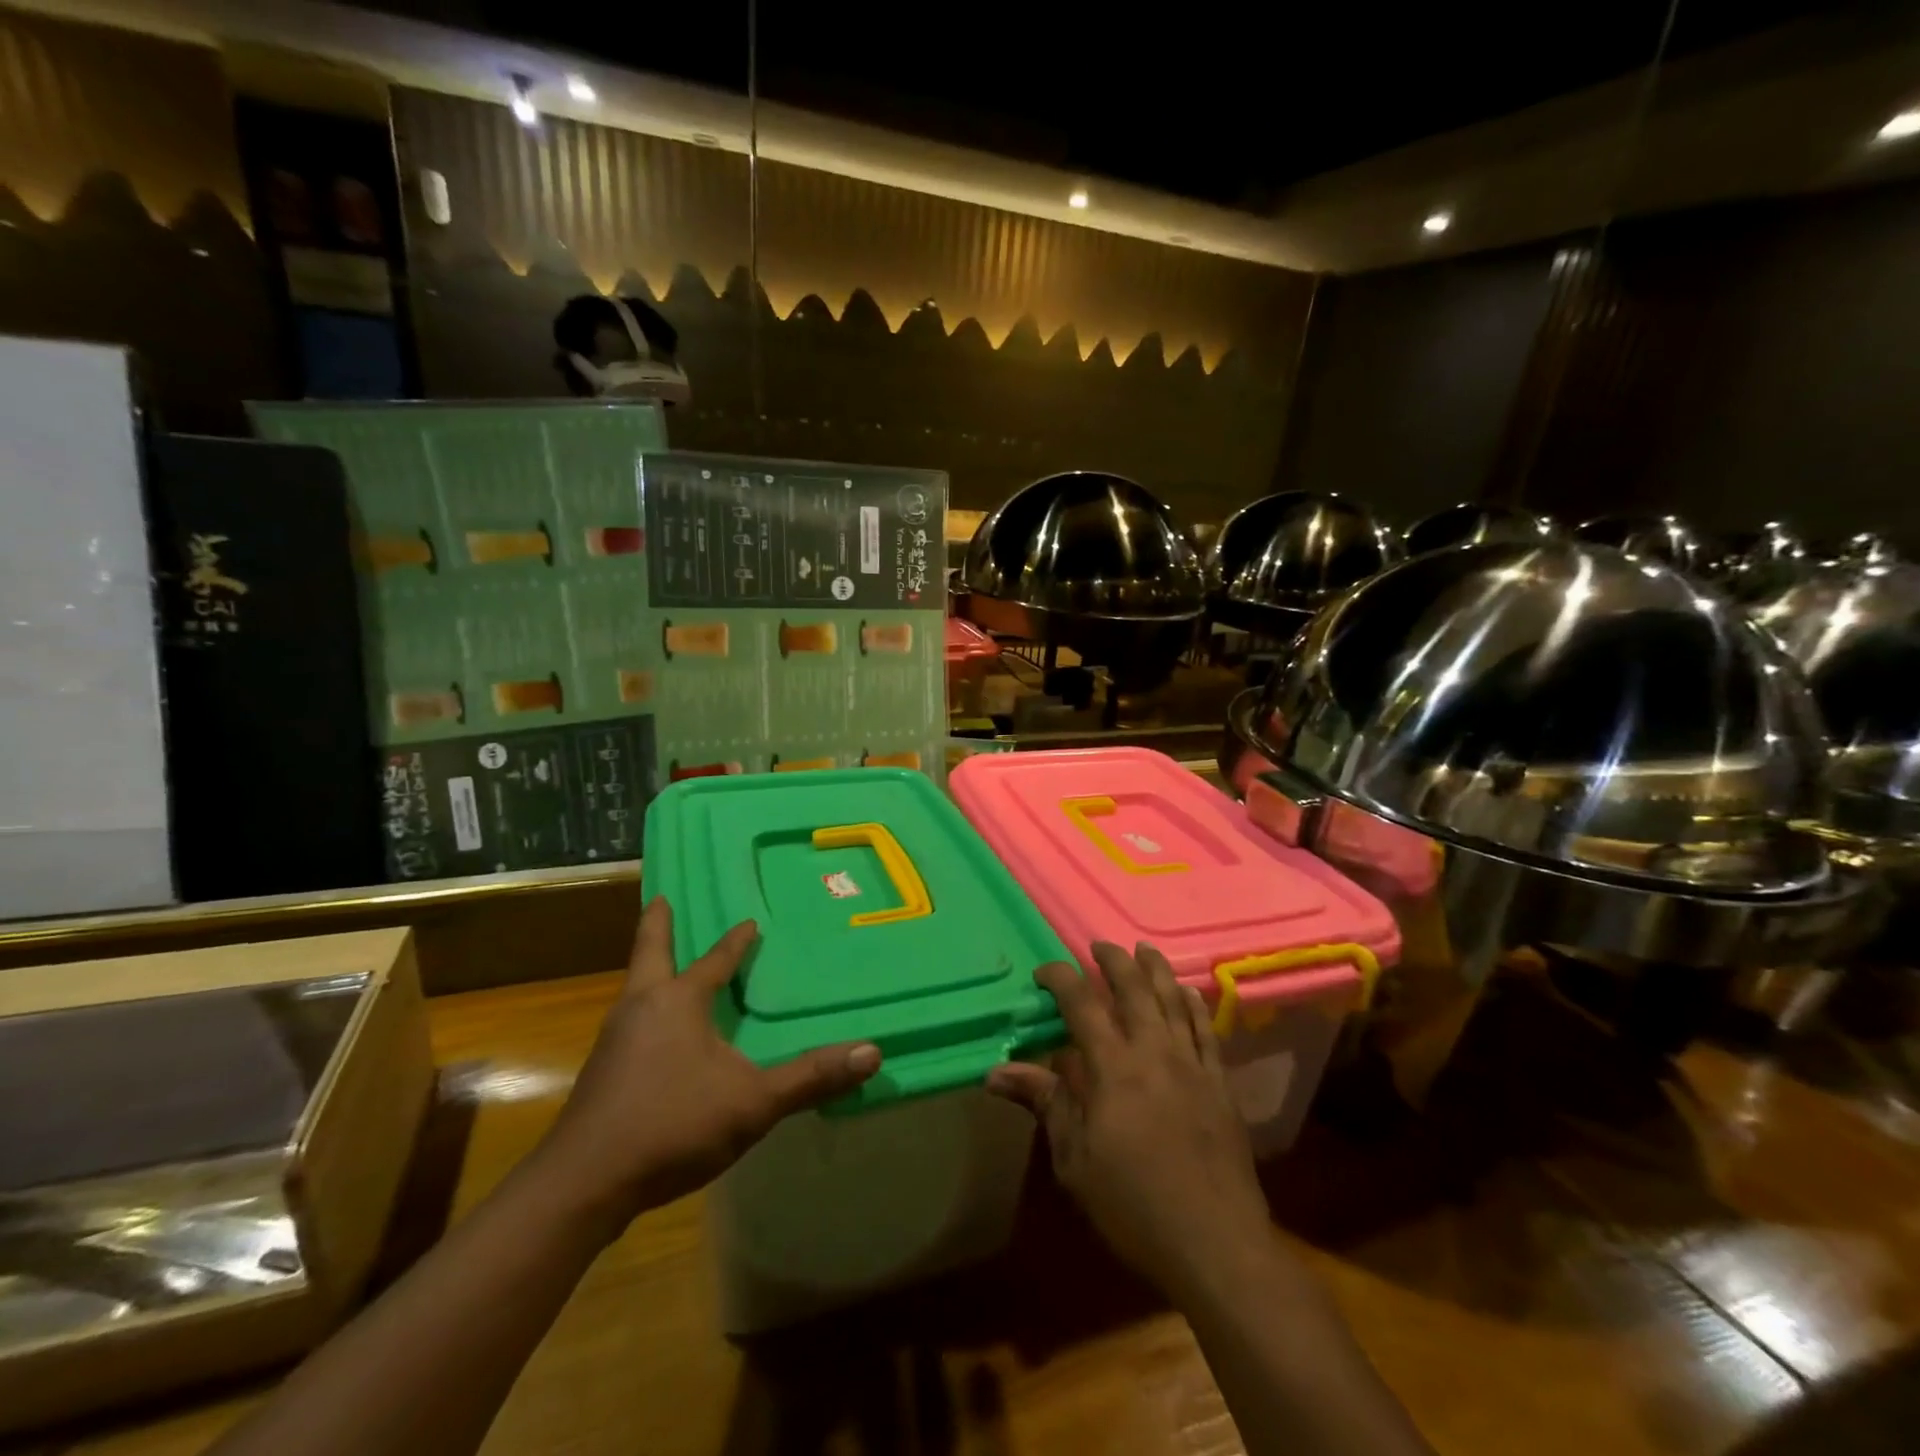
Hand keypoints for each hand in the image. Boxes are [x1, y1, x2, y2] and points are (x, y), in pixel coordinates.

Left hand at [532, 897, 881, 1237]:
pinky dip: (644, 1008)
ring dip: (650, 968)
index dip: (735, 942)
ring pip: (635, 988)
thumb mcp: (752, 1102)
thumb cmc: (671, 1125)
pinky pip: (629, 1022)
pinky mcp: (601, 1073)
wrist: (582, 1186)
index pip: (714, 960)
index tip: (748, 921)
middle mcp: (641, 1008)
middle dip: (656, 925)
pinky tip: (655, 1035)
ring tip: (664, 964)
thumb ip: (810, 1077)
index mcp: (677, 1001)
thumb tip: (872, 1052)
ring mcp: (614, 1040)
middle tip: (660, 897)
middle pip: (649, 953)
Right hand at [988, 942, 1272, 1298]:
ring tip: (1143, 949)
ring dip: (1156, 969)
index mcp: (1114, 1066)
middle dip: (1114, 960)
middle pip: (1134, 988)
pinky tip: (1188, 992)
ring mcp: (1192, 1063)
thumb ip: (1044, 1102)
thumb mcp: (1075, 1159)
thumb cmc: (1133, 1204)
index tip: (1043, 972)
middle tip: (1098, 946)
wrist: (1216, 1243)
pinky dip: (1193, 1004)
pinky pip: (1206, 1029)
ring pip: (1173, 999)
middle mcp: (1154, 1051)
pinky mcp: (1220, 1083)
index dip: (1060, 978)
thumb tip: (995, 1072)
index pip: (1082, 1003)